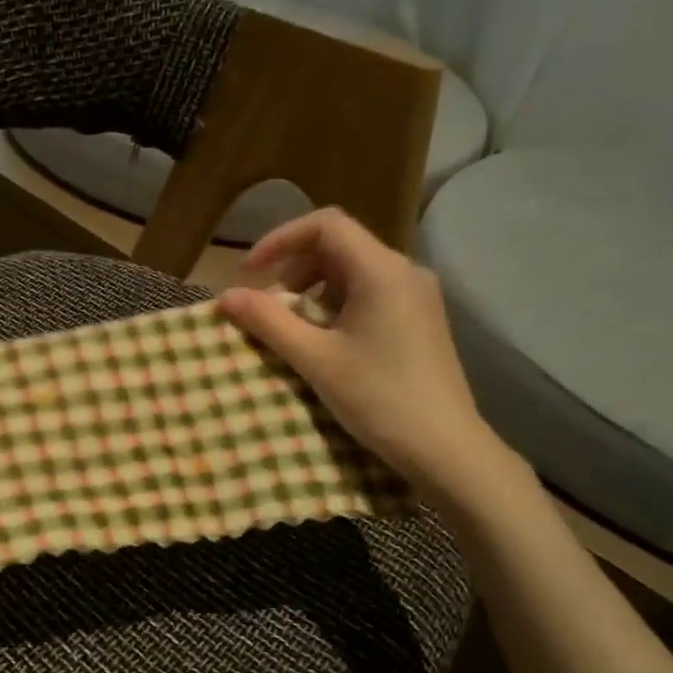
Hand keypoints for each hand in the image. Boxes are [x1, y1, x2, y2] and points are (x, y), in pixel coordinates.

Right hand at [218, 209, 507, 503]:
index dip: (279, 240)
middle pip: (339, 246)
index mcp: (382, 270)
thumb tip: (226, 297)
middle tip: (268, 308)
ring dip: (313, 290)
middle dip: (294, 269)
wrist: (445, 448)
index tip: (249, 274)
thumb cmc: (378, 398)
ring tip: (292, 328)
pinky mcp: (420, 319)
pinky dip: (337, 305)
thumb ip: (268, 322)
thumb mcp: (315, 359)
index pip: (325, 225)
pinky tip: (326, 342)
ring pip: (353, 271)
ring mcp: (417, 295)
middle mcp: (404, 271)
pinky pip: (370, 293)